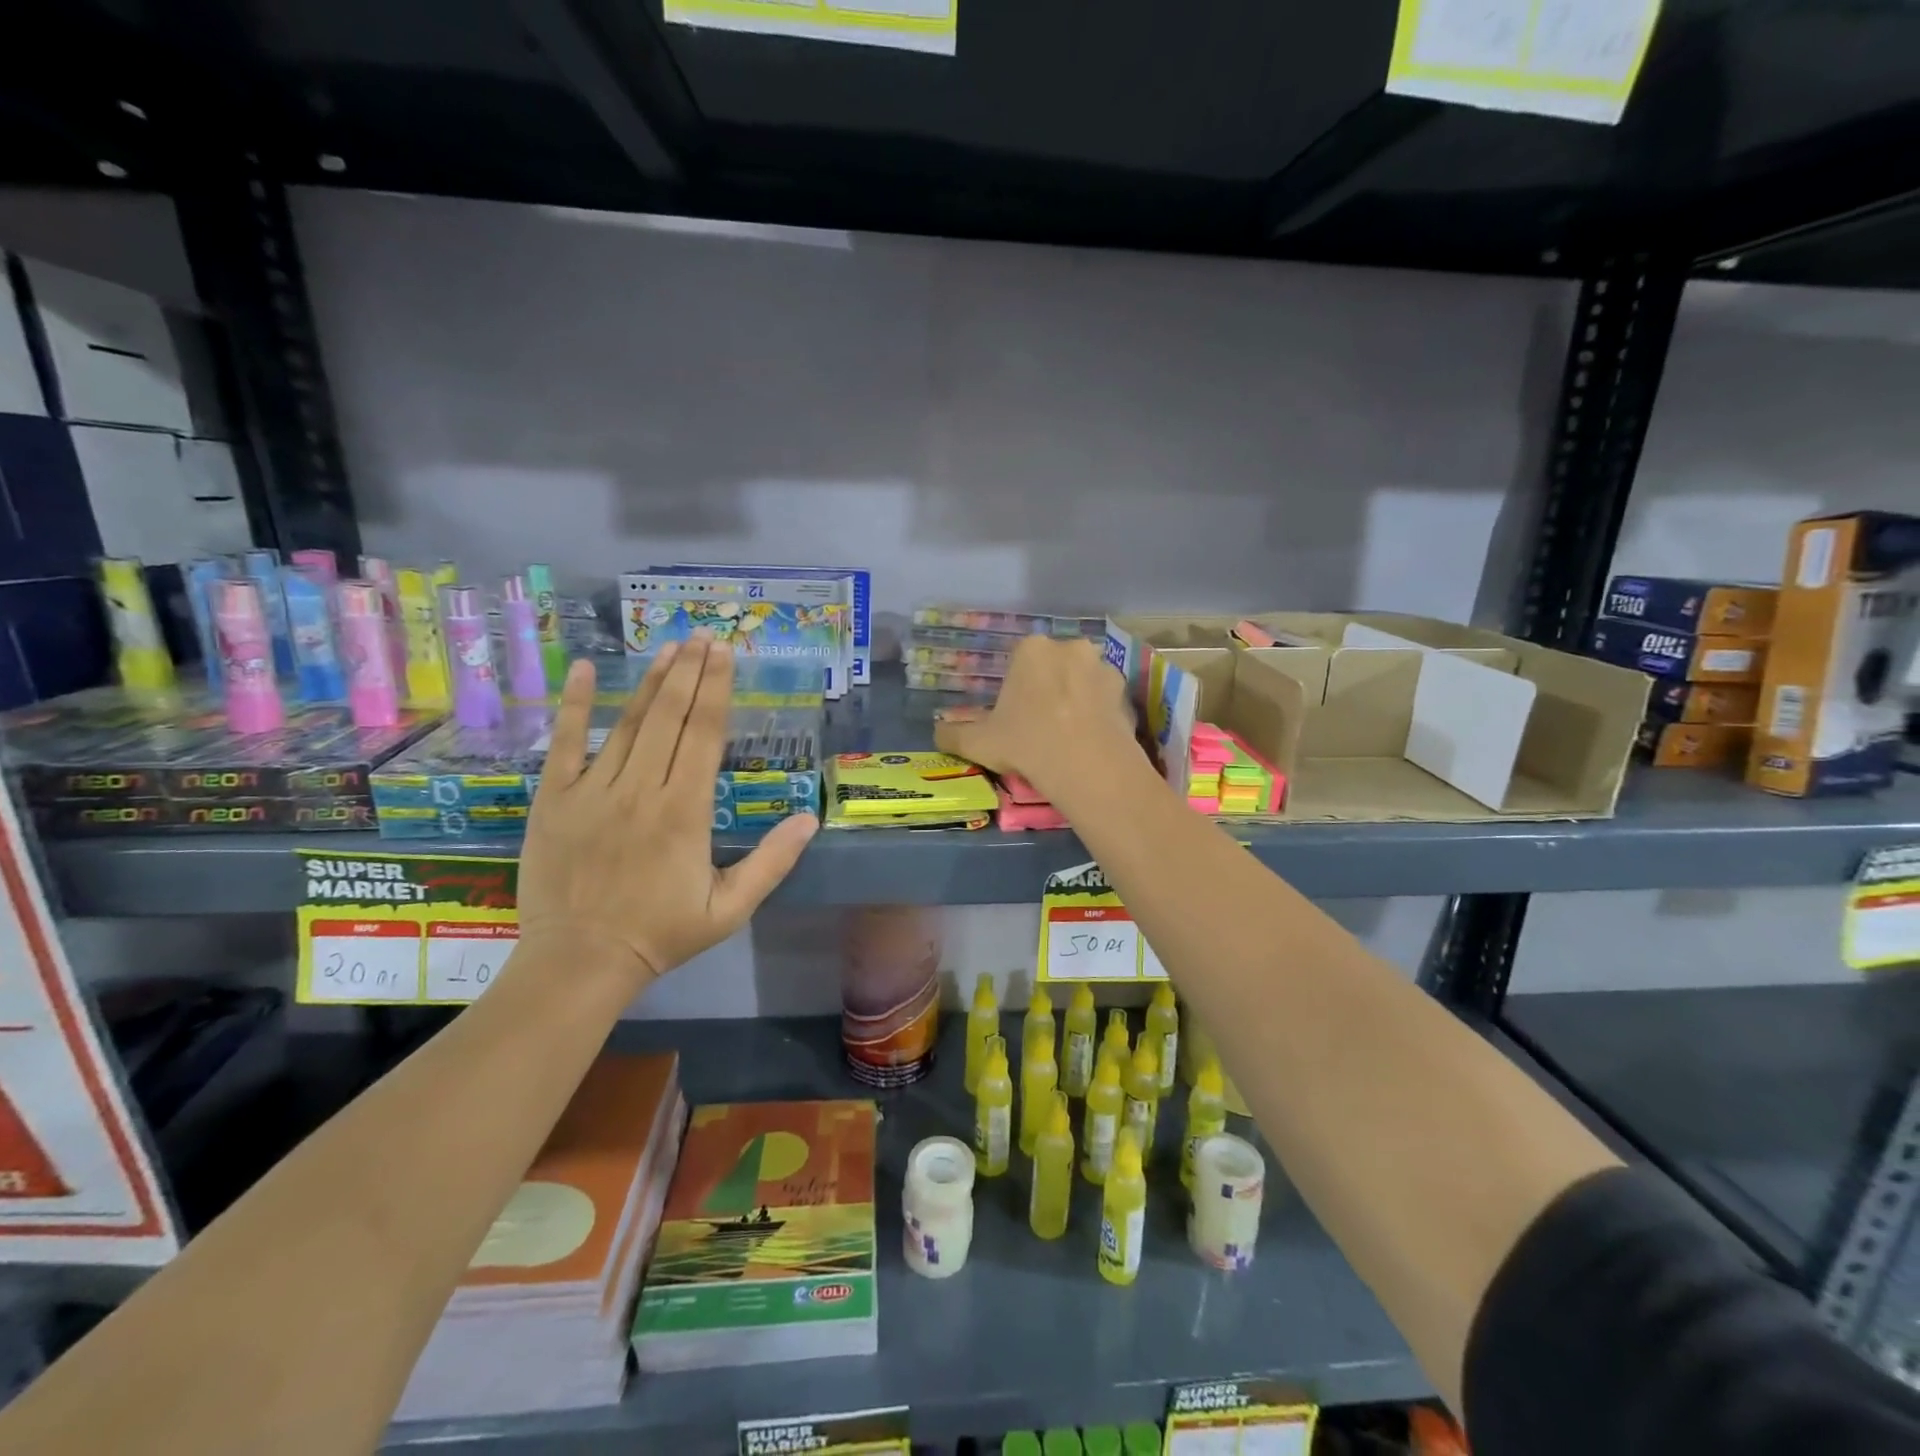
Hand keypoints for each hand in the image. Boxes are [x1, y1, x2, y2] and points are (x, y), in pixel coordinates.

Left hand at [516, 637, 817, 994]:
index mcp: (685, 810)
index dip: (716, 688)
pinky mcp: (555, 799)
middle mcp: (642, 788)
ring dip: (650, 682)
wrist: (580, 961)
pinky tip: (581, 670)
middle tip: (703, 635)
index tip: (725, 653)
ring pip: (627, 723)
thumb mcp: (730, 908)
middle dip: (689, 671)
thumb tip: (809, 819)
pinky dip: (573, 705)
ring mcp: (593, 790)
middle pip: (670, 716)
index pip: (704, 734)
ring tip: (669, 648)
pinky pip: (564, 743)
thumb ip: (772, 861)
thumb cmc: (662, 934)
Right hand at [932, 635, 1135, 798]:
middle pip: (1053, 668)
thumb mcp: (977, 742)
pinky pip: (1106, 702)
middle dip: (1048, 690)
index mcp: (1031, 649)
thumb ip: (952, 733)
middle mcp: (1070, 648)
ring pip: (1082, 683)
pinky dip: (1098, 716)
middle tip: (1040, 728)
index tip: (1014, 718)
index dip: (1015, 691)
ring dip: (1076, 700)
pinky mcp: (1127, 694)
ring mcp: (1104, 668)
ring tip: (1068, 738)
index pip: (1019, 662)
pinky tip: (1089, 743)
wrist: (1086, 765)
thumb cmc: (1025, 742)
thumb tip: (937, 731)